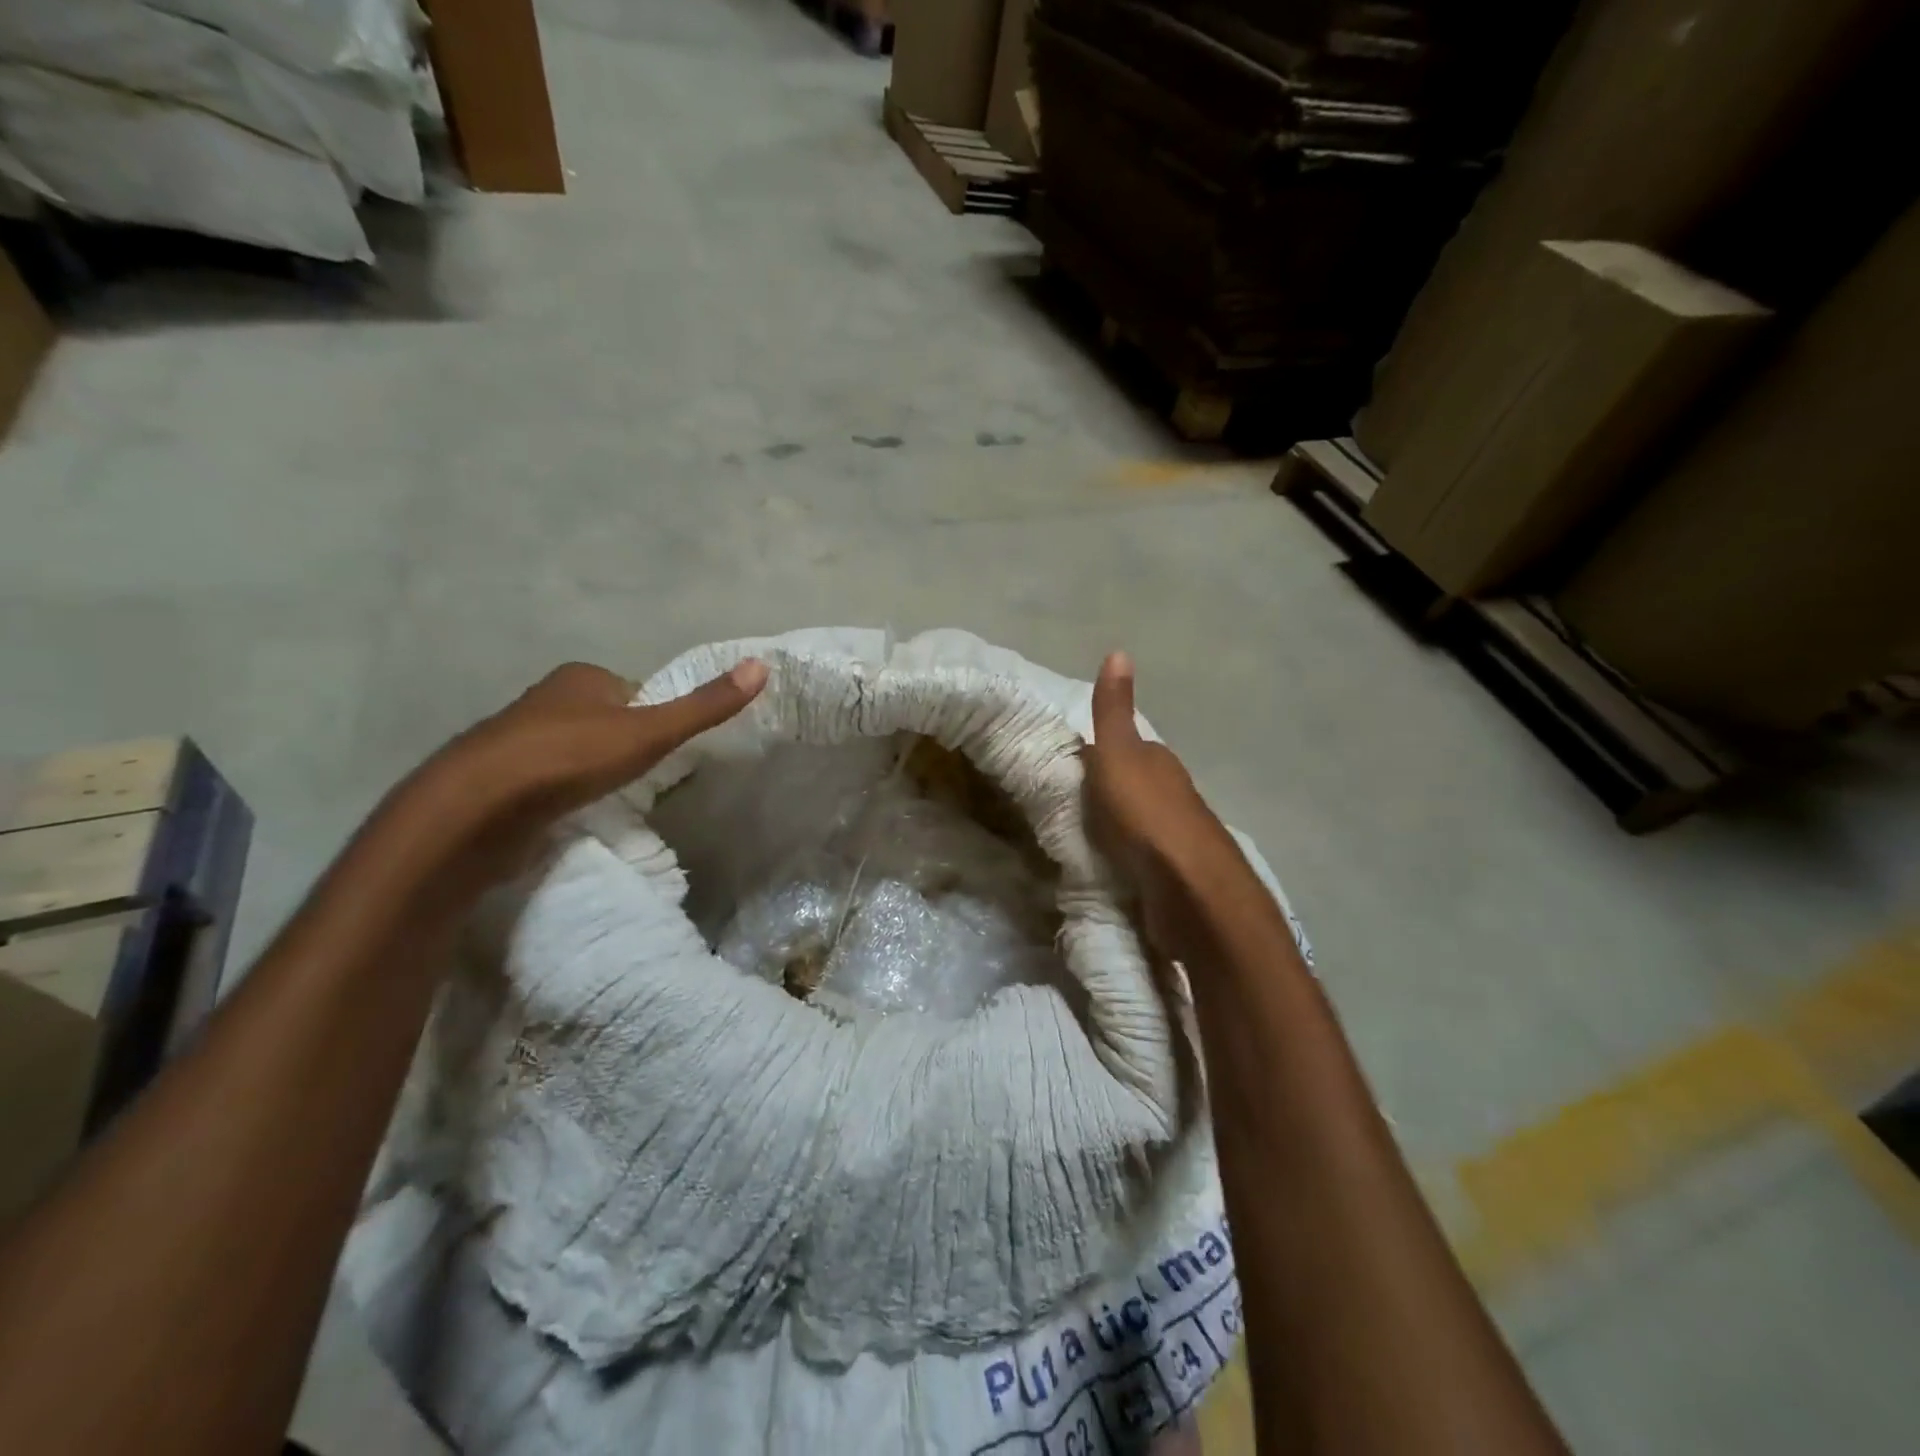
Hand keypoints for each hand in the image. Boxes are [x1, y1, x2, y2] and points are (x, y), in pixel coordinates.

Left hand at [390, 659, 768, 895]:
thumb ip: (703, 706)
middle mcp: (547, 699)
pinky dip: (568, 794)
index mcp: (581, 678)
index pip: (636, 693)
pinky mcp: (500, 779)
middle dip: (625, 748)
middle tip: (644, 782)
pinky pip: (551, 780)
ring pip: (577, 752)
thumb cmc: (570, 759)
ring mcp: (518, 739)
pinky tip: (576, 815)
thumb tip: (762, 666)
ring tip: (612, 803)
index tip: (667, 754)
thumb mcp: (650, 732)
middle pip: (607, 721)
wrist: (477, 810)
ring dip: (596, 773)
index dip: (657, 721)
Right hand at [1084, 652, 1242, 951]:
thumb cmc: (1147, 814)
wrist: (1188, 887)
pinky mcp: (1173, 876)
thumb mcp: (1119, 754)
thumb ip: (1113, 711)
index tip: (1070, 765)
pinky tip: (1108, 866)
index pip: (1129, 749)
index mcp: (1159, 764)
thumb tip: (1119, 650)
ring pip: (1139, 822)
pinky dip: (1125, 856)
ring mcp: (1177, 838)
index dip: (1102, 752)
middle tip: (1067, 803)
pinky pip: (1141, 857)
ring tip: (1081, 836)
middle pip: (1136, 786)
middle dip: (1110, 791)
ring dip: (1118, 826)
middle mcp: (1173, 795)